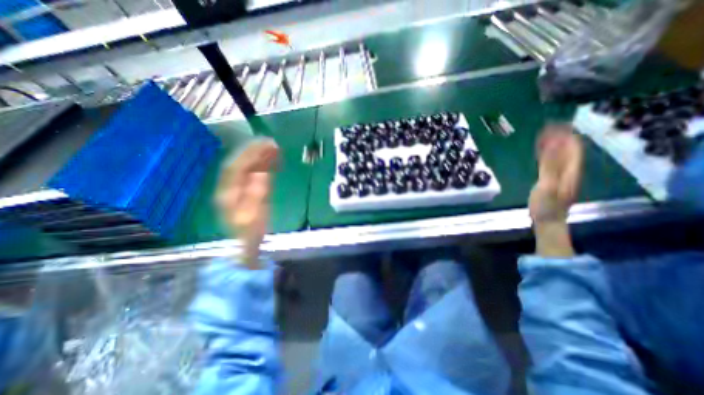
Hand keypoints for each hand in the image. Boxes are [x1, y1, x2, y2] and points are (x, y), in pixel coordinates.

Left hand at [217, 137, 279, 268]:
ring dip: (259, 156)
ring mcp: (236, 188)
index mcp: (229, 192)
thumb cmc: (249, 233)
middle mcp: (229, 186)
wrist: (243, 244)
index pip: (237, 166)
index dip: (251, 153)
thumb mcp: (254, 216)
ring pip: (246, 167)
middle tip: (272, 143)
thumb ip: (257, 195)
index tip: (267, 144)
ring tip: (274, 148)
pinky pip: (251, 173)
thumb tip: (261, 174)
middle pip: (240, 163)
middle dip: (255, 151)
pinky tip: (271, 161)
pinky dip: (261, 165)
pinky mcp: (244, 190)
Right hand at [529, 126, 583, 256]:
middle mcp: (570, 170)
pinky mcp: (553, 179)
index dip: (565, 135)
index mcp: (571, 171)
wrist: (547, 220)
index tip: (553, 125)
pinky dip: (547, 153)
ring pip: (560, 154)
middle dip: (559, 136)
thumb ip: (549, 165)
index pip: (573, 147)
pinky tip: (541, 150)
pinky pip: (552, 162)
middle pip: (568, 149)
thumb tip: (552, 144)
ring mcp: (562, 175)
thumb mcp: (547, 185)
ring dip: (553, 143)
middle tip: (546, 126)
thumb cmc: (546, 205)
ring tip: (542, 134)